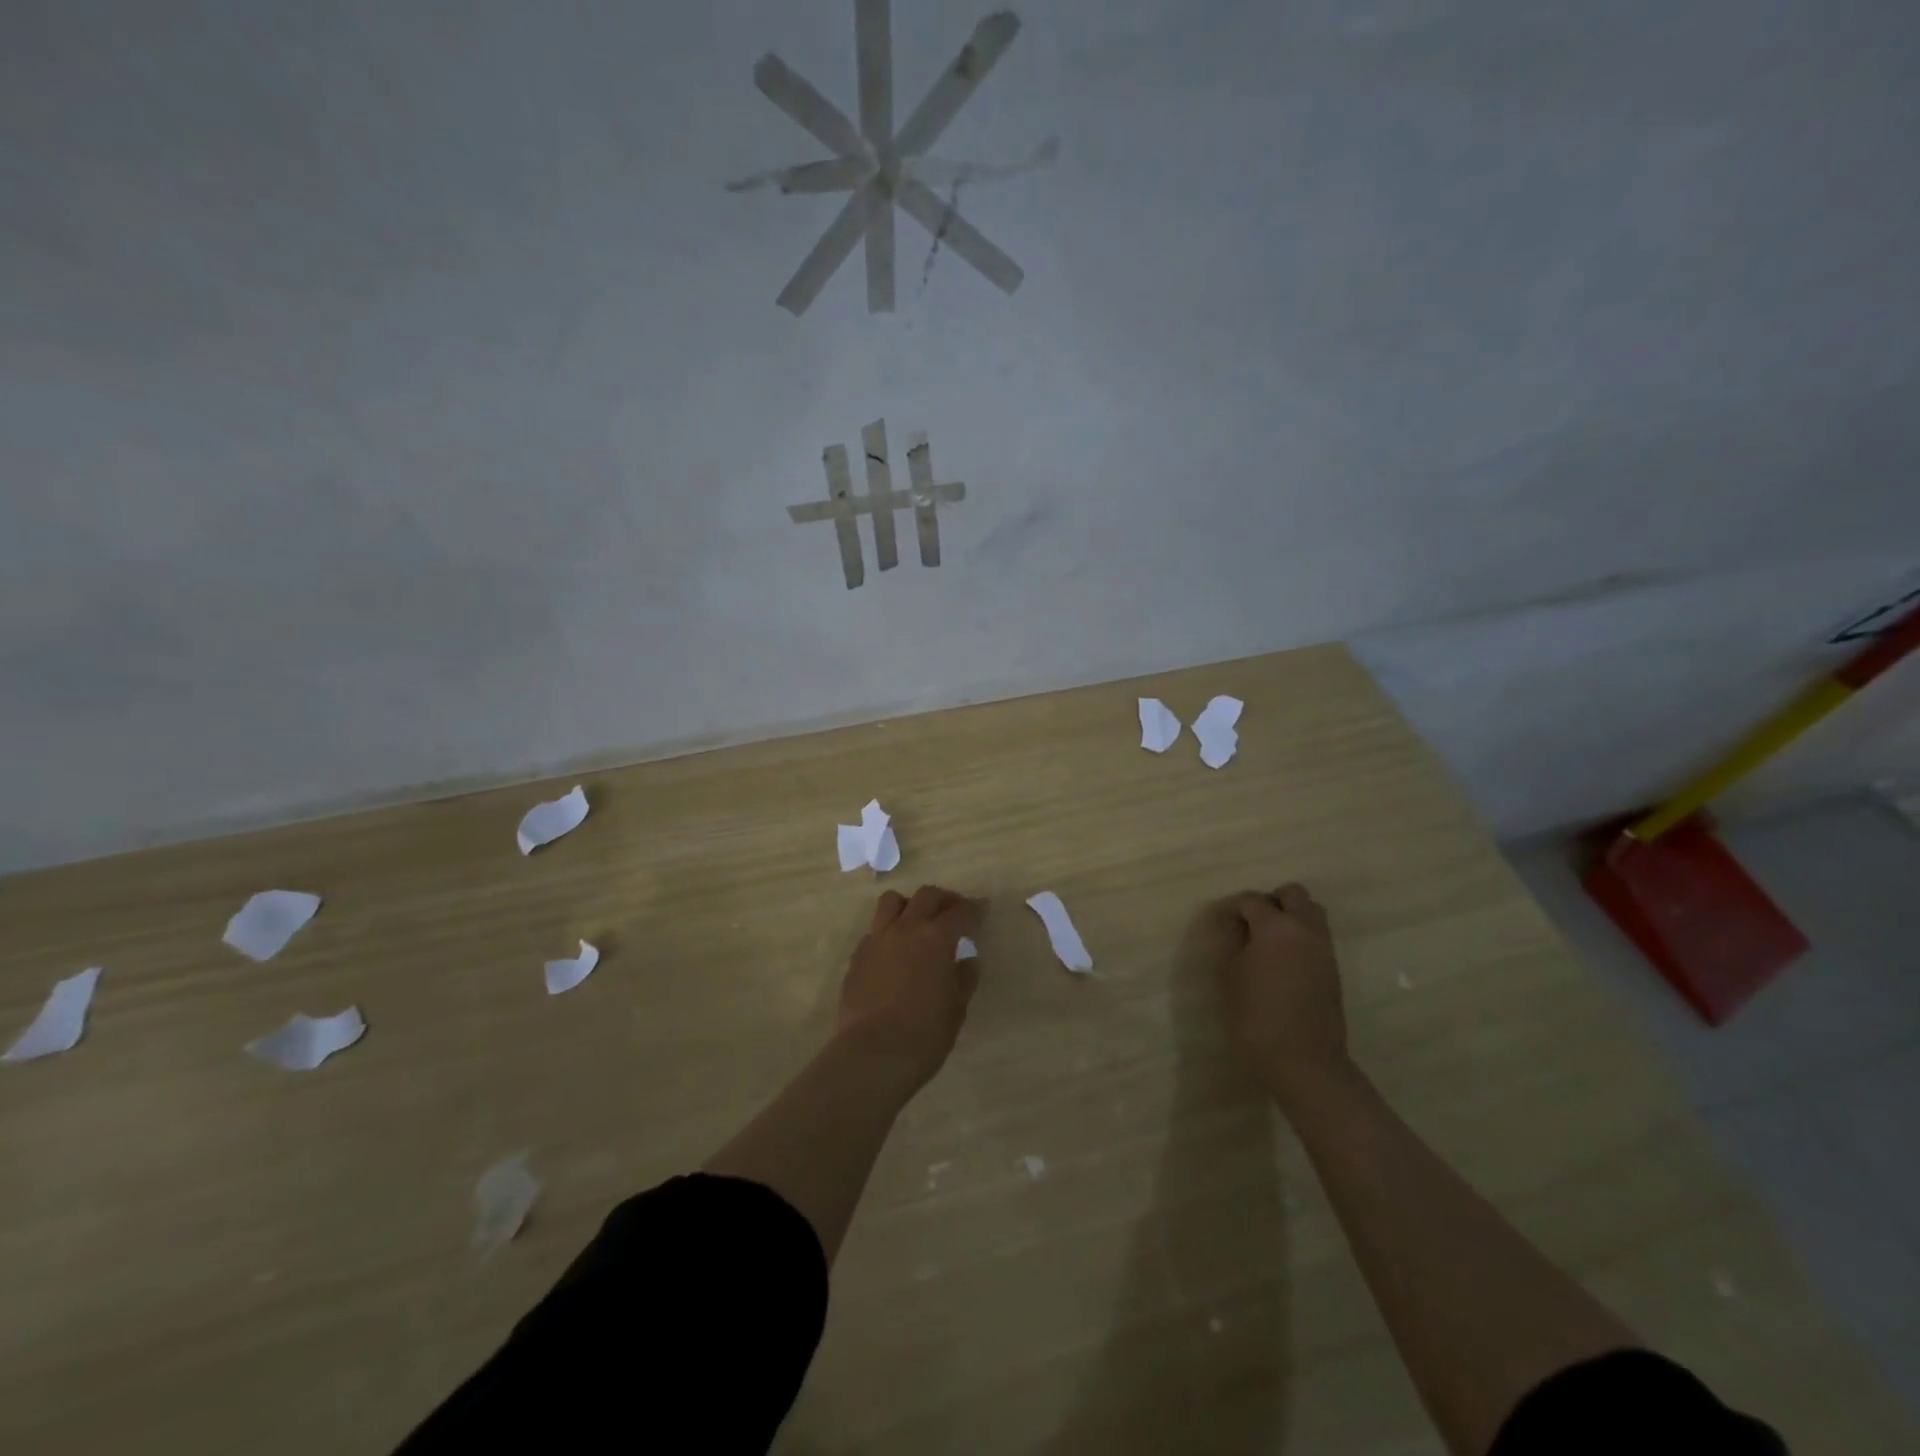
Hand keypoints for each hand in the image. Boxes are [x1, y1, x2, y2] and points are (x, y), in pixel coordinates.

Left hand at [836, 885, 986, 1092]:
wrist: (872, 1055)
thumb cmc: (924, 1035)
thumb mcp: (956, 1008)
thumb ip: (964, 978)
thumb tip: (967, 960)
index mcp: (936, 938)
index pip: (961, 912)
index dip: (975, 909)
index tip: (982, 909)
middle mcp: (906, 929)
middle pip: (927, 896)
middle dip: (945, 899)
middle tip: (955, 912)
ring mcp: (877, 939)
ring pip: (892, 902)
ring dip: (910, 905)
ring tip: (918, 921)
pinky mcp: (857, 956)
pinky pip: (875, 929)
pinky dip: (889, 931)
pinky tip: (895, 952)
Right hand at [1213, 883, 1352, 1104]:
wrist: (1303, 1062)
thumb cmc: (1256, 1017)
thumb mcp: (1229, 976)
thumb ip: (1232, 942)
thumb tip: (1236, 925)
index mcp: (1276, 927)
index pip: (1252, 900)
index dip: (1233, 908)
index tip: (1222, 924)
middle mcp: (1305, 929)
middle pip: (1293, 894)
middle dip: (1271, 902)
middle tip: (1251, 924)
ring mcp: (1324, 949)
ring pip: (1312, 913)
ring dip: (1291, 917)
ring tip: (1268, 942)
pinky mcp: (1333, 970)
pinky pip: (1317, 937)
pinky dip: (1301, 937)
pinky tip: (1282, 962)